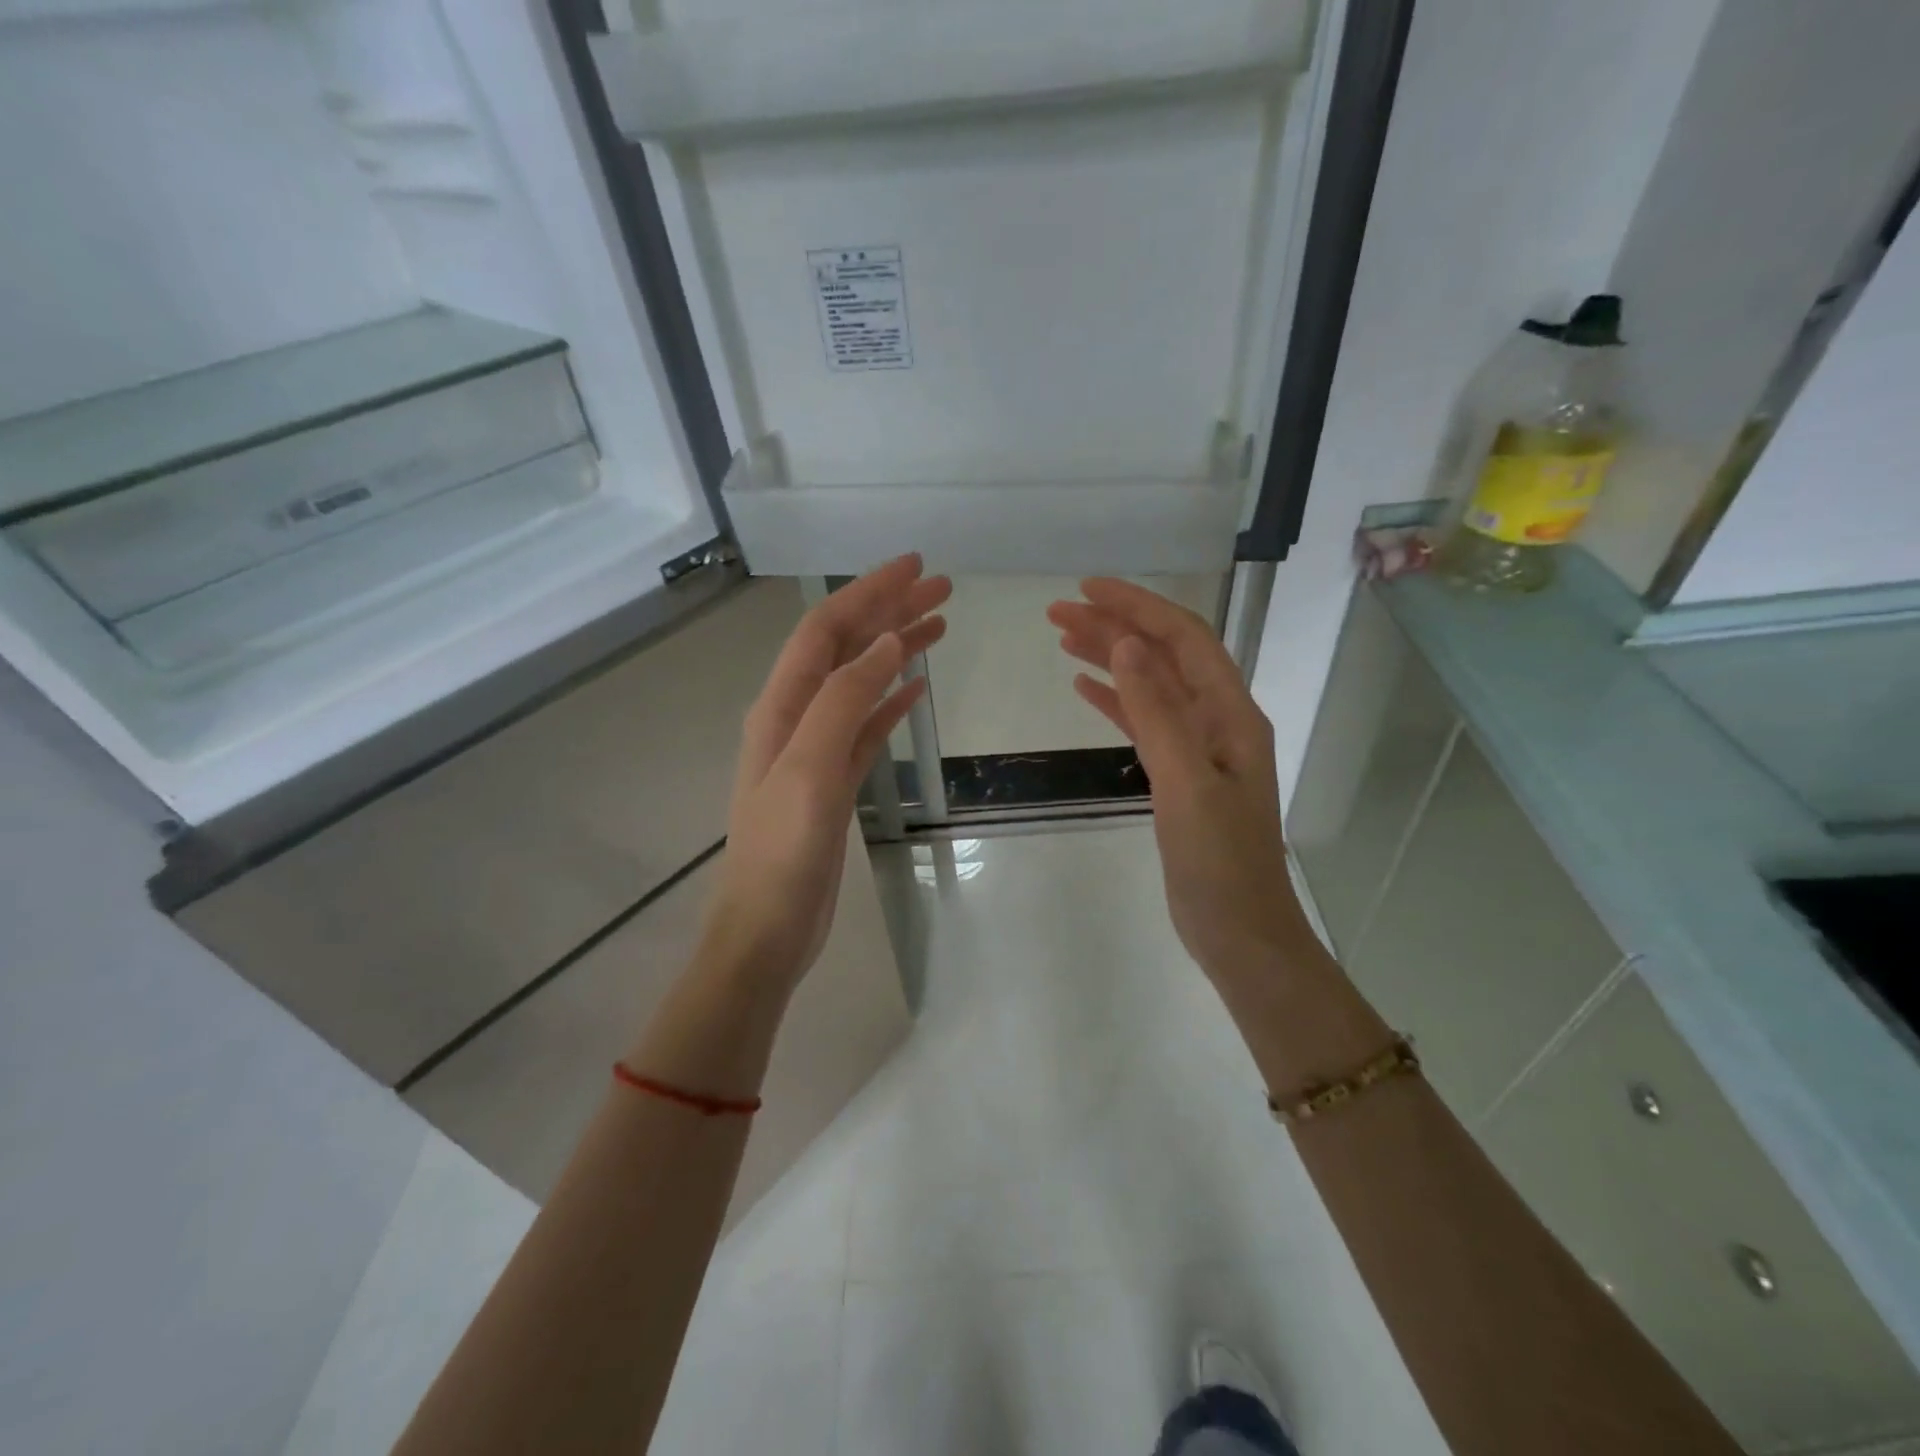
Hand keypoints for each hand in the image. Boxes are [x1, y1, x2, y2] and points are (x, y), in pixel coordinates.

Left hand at [701, 556, 949, 995]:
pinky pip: (866, 725)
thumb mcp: (810, 770)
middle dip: (889, 612)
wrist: (767, 931)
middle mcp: (795, 717)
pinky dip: (891, 699)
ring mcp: (815, 749)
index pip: (824, 630)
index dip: (866, 592)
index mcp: (781, 707)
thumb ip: (843, 701)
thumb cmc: (782, 853)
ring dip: (896, 650)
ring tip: (941, 625)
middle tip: (942, 588)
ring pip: (860, 682)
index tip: (914, 566)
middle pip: (845, 648)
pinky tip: (918, 688)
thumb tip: (885, 642)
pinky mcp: (833, 780)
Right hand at [1047, 580, 1307, 987]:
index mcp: (1231, 714)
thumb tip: (1129, 643)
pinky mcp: (1178, 775)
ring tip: (1062, 636)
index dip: (1138, 607)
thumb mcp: (1186, 784)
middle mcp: (1218, 721)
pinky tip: (1083, 687)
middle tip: (1057, 610)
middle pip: (1164, 655)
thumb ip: (1157, 712)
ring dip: (1111, 658)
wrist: (1239, 932)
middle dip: (1116, 626)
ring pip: (1150, 686)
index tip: (1087, 588)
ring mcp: (1198, 749)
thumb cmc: (1219, 862)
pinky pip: (1143, 722)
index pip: (1184, 638)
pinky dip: (1114, 700)